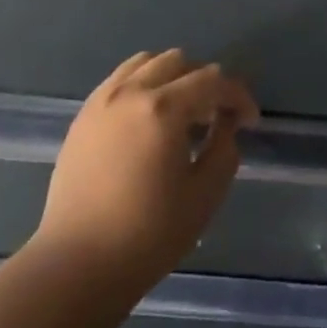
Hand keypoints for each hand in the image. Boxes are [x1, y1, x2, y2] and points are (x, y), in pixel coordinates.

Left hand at [34, 50, 260, 289]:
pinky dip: (143, 85)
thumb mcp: (204, 195)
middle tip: (216, 115)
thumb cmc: (148, 235)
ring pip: (146, 63)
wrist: (76, 266)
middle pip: (179, 62)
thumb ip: (224, 147)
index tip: (249, 120)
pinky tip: (148, 118)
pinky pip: (120, 80)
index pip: (212, 80)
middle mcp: (131, 91)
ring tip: (181, 111)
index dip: (238, 96)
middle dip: (206, 81)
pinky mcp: (83, 116)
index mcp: (164, 108)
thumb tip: (226, 121)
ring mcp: (102, 100)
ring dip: (172, 77)